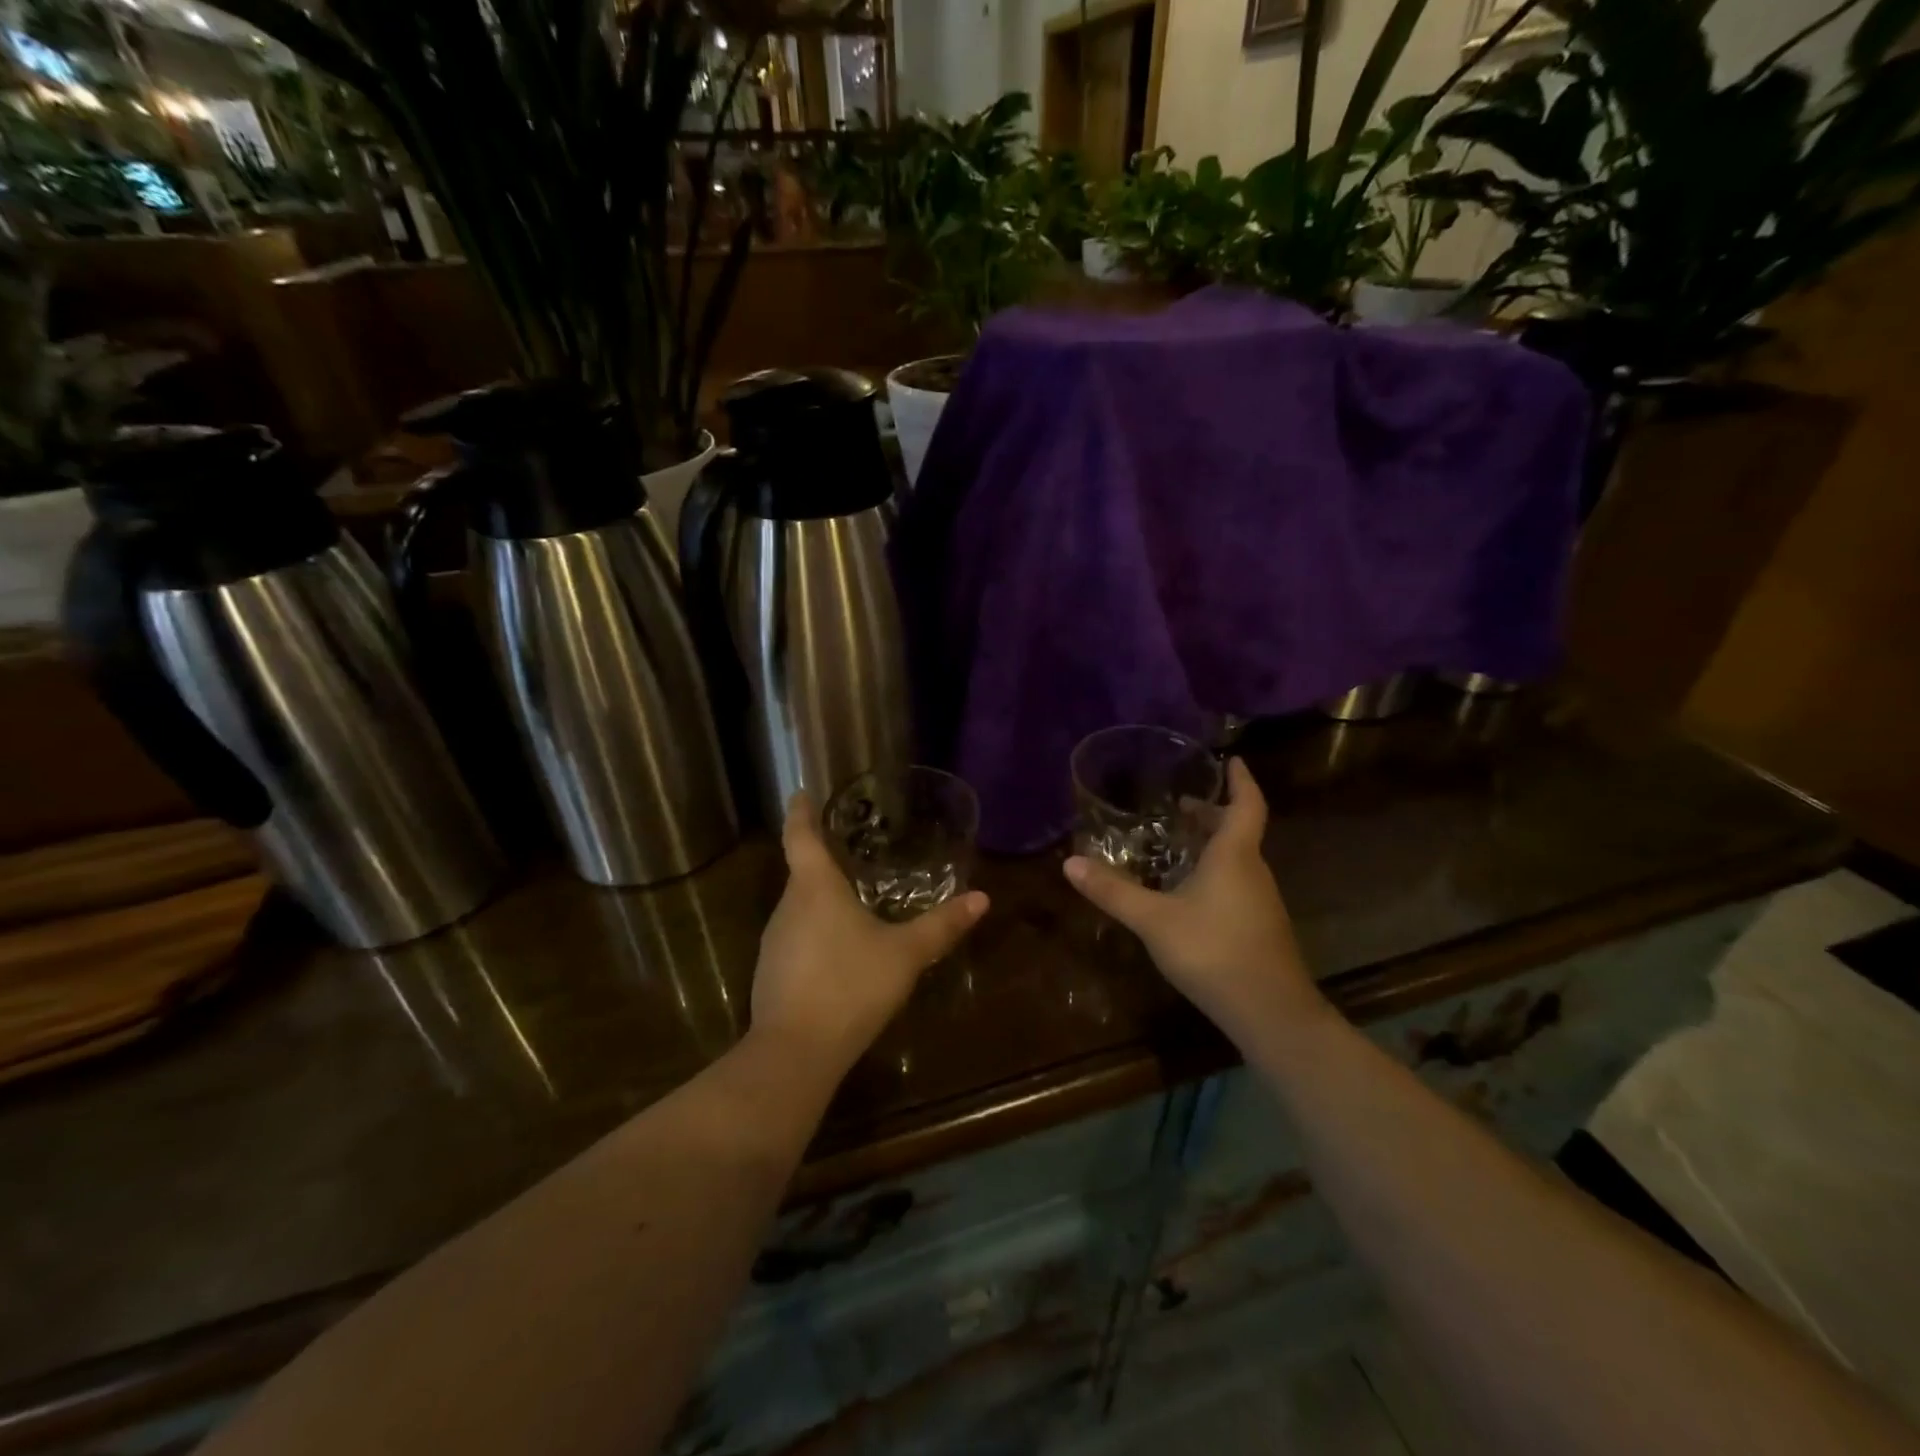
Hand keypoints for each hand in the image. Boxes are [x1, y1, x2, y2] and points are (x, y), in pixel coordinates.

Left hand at [753, 793, 988, 1077]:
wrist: (795, 1053)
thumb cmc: (851, 986)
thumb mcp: (905, 954)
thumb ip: (941, 925)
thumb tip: (982, 898)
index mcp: (815, 888)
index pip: (801, 836)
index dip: (801, 811)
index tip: (801, 792)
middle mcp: (788, 907)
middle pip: (802, 872)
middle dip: (823, 860)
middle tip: (851, 850)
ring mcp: (774, 941)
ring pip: (799, 907)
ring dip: (820, 900)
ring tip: (851, 898)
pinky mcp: (771, 973)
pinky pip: (796, 938)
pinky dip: (816, 933)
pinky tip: (839, 952)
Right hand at [1063, 758, 1323, 1049]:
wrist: (1271, 1013)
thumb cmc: (1214, 952)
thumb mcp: (1154, 920)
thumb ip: (1113, 892)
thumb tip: (1069, 863)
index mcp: (1234, 856)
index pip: (1247, 804)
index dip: (1241, 780)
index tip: (1231, 760)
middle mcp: (1252, 871)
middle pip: (1239, 830)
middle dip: (1213, 813)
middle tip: (1182, 805)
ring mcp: (1260, 901)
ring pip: (1238, 858)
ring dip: (1213, 843)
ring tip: (1178, 842)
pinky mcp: (1259, 926)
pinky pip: (1237, 882)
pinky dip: (1215, 871)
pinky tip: (1190, 891)